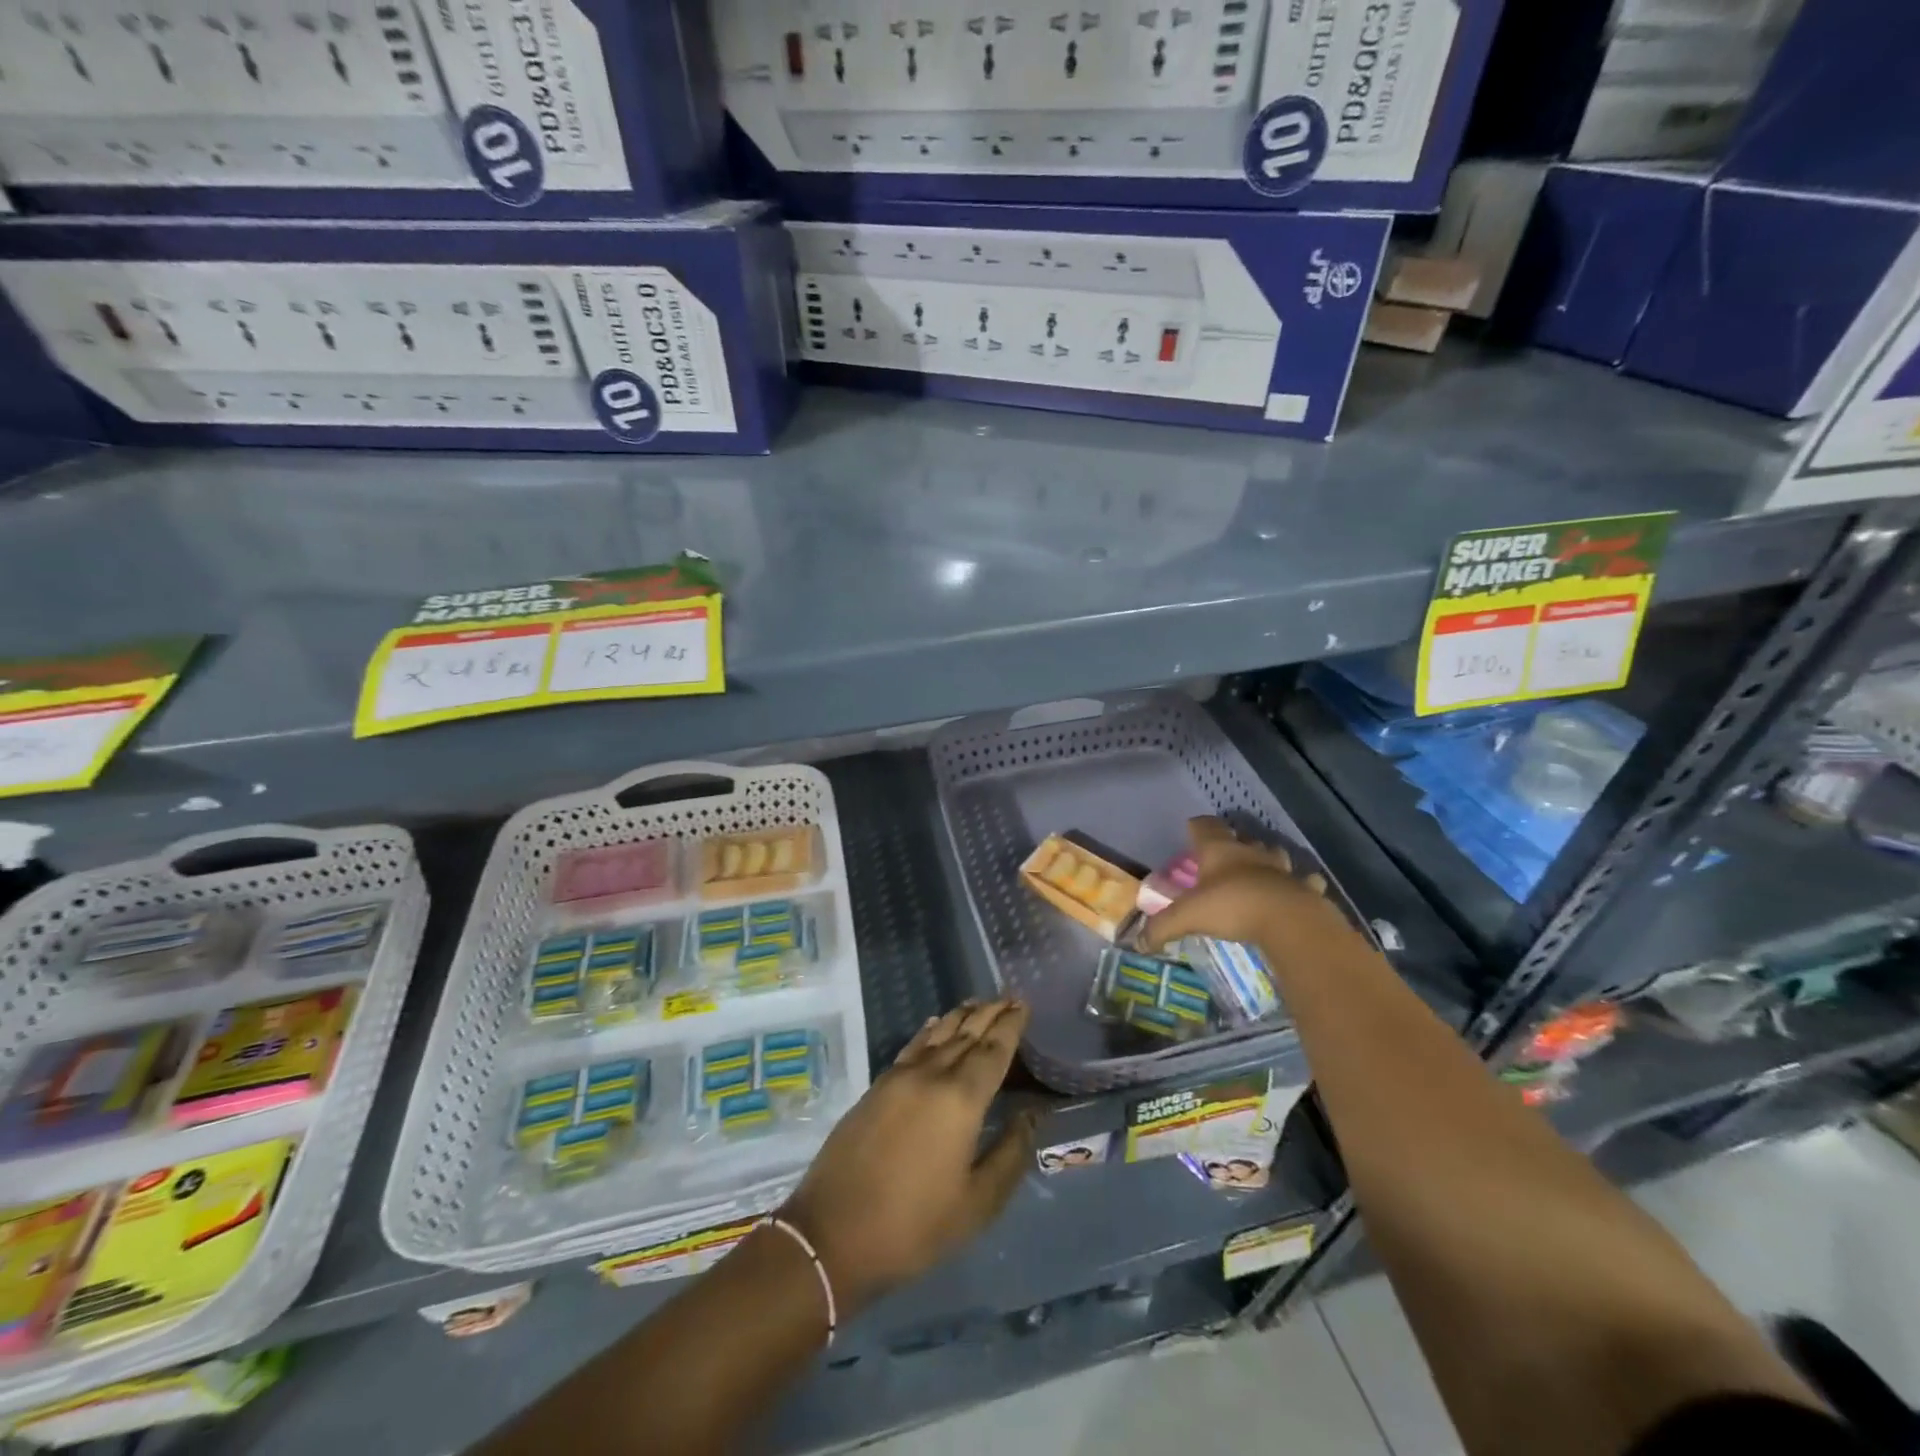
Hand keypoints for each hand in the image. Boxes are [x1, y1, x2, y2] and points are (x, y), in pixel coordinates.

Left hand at [780, 999, 1035, 1313]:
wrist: (832, 1233)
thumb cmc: (913, 1225)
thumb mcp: (976, 1204)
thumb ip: (1010, 1154)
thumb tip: (1031, 1114)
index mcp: (961, 1100)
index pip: (993, 1050)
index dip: (1010, 1026)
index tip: (1024, 1005)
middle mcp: (932, 1075)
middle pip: (966, 1033)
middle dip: (990, 1013)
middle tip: (1009, 997)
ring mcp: (900, 1077)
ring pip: (938, 1034)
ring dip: (961, 1015)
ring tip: (979, 1002)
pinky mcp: (877, 1086)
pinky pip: (913, 1045)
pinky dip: (929, 1030)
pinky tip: (934, 1022)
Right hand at [1141, 816, 1356, 961]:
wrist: (1288, 919)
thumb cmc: (1232, 906)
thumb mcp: (1187, 917)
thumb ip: (1161, 927)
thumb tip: (1137, 943)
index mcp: (1219, 851)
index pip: (1205, 826)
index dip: (1197, 826)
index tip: (1192, 829)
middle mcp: (1250, 852)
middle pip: (1242, 837)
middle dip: (1234, 843)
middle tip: (1225, 856)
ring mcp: (1281, 868)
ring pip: (1274, 854)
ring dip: (1267, 859)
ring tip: (1260, 870)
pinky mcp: (1305, 887)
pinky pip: (1305, 881)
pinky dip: (1302, 884)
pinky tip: (1298, 891)